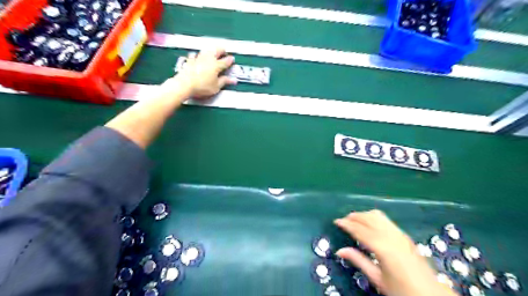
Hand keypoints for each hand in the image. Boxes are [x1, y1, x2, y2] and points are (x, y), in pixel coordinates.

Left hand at [167, 47, 236, 98]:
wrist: (185, 84)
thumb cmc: (201, 86)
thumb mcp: (216, 87)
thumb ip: (224, 81)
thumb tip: (232, 80)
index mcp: (216, 66)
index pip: (225, 61)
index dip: (230, 60)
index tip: (232, 59)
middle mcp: (208, 59)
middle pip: (216, 51)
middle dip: (221, 50)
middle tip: (224, 51)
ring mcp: (198, 58)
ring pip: (206, 50)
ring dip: (210, 50)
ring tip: (212, 51)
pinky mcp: (190, 61)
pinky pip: (194, 55)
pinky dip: (197, 55)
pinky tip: (196, 55)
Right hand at [336, 210, 460, 295]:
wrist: (431, 295)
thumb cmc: (402, 291)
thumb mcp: (377, 279)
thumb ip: (358, 261)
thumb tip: (339, 250)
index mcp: (383, 248)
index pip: (360, 230)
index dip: (347, 224)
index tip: (336, 221)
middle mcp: (391, 236)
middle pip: (369, 218)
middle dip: (354, 216)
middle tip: (343, 220)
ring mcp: (400, 234)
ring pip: (378, 216)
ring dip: (364, 215)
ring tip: (354, 220)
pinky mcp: (404, 235)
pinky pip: (385, 219)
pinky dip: (373, 217)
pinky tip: (369, 224)